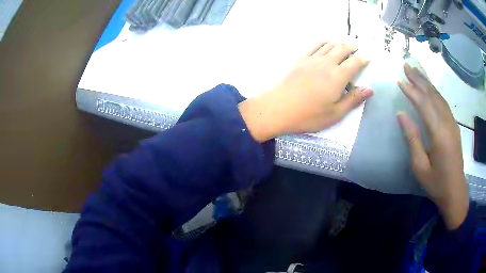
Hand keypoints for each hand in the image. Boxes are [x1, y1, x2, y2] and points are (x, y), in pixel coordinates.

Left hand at [239, 41, 372, 141]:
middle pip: (342, 48)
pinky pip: (314, 46)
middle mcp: (326, 63)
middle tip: (358, 47)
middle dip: (352, 46)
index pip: (355, 62)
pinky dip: (323, 42)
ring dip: (339, 42)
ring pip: (329, 45)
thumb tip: (370, 89)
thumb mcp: (335, 114)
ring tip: (345, 42)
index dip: (363, 58)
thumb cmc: (309, 115)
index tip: (369, 57)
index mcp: (337, 77)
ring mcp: (312, 60)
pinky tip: (326, 42)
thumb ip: (353, 100)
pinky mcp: (301, 60)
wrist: (279, 109)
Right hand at [397, 63, 468, 229]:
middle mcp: (447, 123)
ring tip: (416, 71)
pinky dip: (435, 92)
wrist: (455, 191)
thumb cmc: (436, 183)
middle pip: (433, 95)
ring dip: (427, 82)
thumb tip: (402, 115)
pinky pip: (444, 103)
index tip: (399, 80)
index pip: (424, 105)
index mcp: (439, 134)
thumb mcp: (420, 166)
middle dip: (419, 79)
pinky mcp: (454, 126)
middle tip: (406, 65)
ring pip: (439, 97)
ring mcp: (452, 123)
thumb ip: (412, 139)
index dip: (411, 91)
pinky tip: (429, 88)